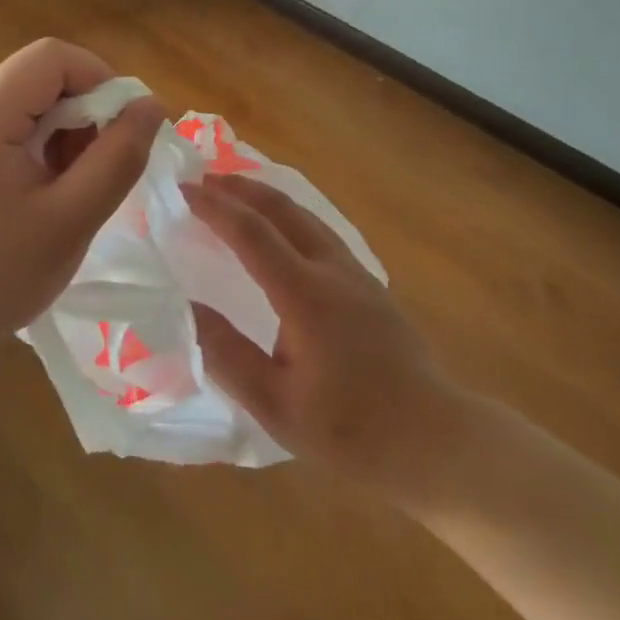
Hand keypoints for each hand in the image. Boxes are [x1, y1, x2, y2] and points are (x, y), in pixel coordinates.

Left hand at [0, 39, 163, 370]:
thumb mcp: (70, 221)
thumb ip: (118, 157)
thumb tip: (151, 105)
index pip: (52, 57)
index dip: (100, 79)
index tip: (124, 127)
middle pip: (39, 75)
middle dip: (84, 109)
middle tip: (101, 164)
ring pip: (26, 97)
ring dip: (63, 127)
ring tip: (73, 182)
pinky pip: (6, 120)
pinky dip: (38, 141)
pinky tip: (44, 186)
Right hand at [183, 175, 469, 498]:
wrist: (436, 440)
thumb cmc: (352, 430)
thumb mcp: (277, 405)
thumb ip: (227, 354)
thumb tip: (184, 307)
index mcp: (306, 294)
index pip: (251, 233)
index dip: (215, 208)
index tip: (183, 190)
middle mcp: (332, 269)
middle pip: (282, 209)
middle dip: (241, 188)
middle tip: (204, 179)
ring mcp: (356, 273)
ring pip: (306, 215)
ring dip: (267, 197)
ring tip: (237, 191)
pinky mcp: (370, 285)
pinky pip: (321, 231)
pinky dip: (289, 215)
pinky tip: (283, 229)